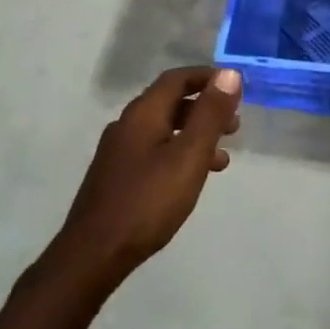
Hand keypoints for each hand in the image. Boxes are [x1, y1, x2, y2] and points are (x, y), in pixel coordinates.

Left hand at [56, 66, 241, 289]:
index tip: (236, 87)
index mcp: (143, 113)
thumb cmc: (148, 201)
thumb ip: (210, 114)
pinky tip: (191, 179)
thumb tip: (229, 73)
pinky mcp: (117, 176)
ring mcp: (119, 152)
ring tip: (222, 158)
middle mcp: (127, 124)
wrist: (93, 255)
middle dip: (205, 108)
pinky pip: (155, 151)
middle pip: (171, 102)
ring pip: (164, 129)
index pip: (177, 78)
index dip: (208, 77)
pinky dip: (180, 154)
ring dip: (195, 135)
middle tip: (235, 125)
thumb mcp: (189, 156)